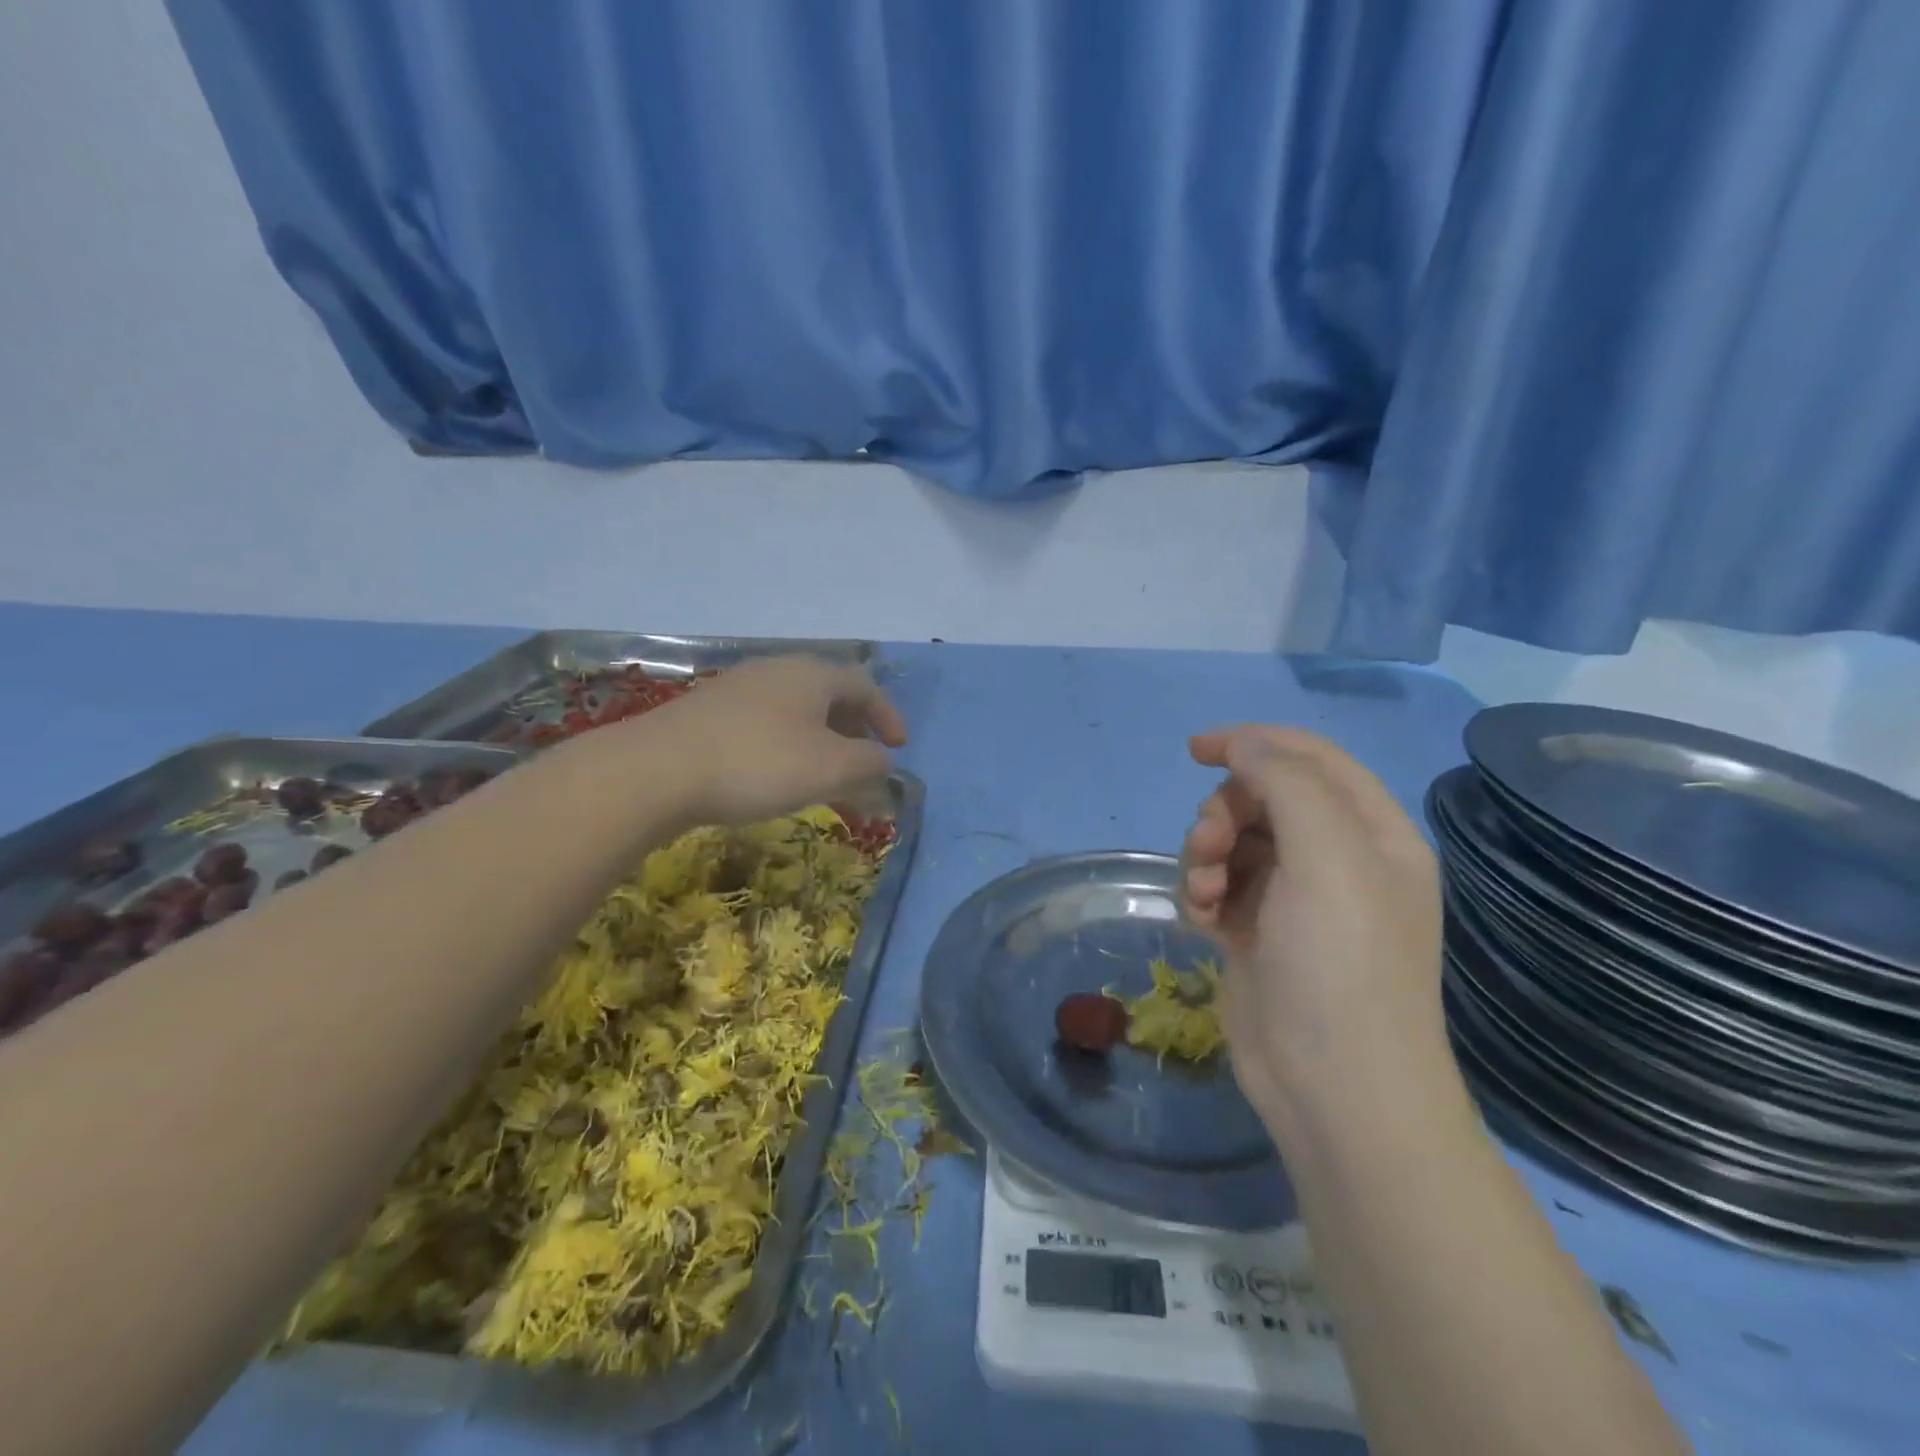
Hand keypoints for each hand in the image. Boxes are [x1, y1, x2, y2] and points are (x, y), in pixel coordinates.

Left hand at [642, 656, 906, 826]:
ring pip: (795, 709)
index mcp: (812, 675)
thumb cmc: (758, 763)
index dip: (887, 716)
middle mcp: (777, 670)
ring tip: (823, 773)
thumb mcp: (830, 768)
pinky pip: (765, 722)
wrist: (656, 770)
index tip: (899, 748)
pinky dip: (787, 744)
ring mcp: (738, 688)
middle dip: (854, 727)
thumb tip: (882, 761)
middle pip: (829, 693)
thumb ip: (869, 763)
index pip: (864, 686)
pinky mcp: (708, 712)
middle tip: (864, 760)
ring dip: (820, 739)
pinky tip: (774, 774)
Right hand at [1179, 726, 1444, 1128]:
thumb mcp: (1327, 857)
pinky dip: (1201, 894)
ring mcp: (1294, 899)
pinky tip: (1200, 922)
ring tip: (1204, 895)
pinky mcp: (1257, 933)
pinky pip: (1217, 886)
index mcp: (1371, 833)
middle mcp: (1337, 859)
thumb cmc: (1341, 964)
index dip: (1254, 743)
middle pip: (1262, 799)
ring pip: (1232, 842)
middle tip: (1209, 846)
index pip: (1311, 759)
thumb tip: (1242, 744)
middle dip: (1224, 814)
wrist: (1333, 1088)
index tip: (1196, 750)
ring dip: (1205, 857)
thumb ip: (1286, 783)